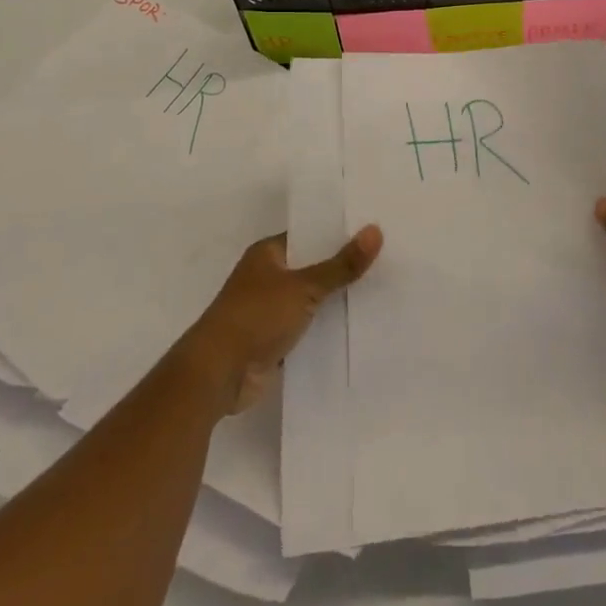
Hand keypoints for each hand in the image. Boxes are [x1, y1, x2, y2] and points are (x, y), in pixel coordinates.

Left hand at [178, 226, 382, 415]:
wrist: (218, 375)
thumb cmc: (255, 317)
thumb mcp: (304, 287)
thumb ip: (341, 265)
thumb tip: (376, 230)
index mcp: (267, 254)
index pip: (309, 235)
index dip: (338, 233)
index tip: (374, 230)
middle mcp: (267, 278)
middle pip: (312, 267)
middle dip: (342, 268)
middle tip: (387, 260)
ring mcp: (269, 311)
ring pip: (311, 300)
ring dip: (336, 301)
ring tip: (381, 292)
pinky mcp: (274, 342)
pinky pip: (307, 329)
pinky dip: (326, 330)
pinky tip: (358, 328)